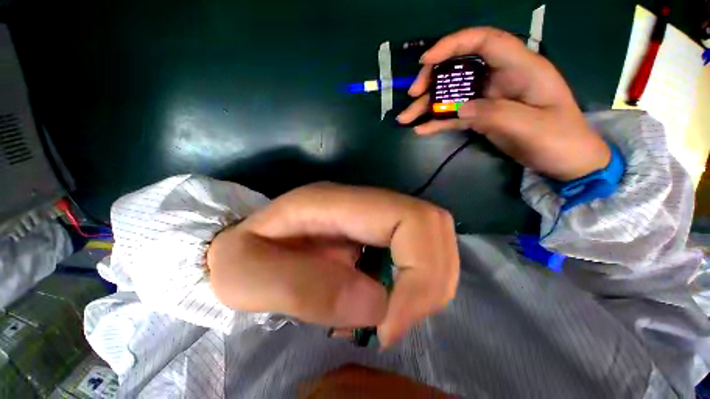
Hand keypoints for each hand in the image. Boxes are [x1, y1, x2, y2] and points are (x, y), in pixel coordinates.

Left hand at [206, 183, 458, 347]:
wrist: (245, 246)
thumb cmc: (237, 258)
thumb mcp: (246, 276)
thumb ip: (303, 290)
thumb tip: (378, 305)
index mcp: (333, 202)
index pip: (409, 218)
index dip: (420, 271)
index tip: (391, 324)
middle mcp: (362, 202)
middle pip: (432, 224)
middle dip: (431, 280)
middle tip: (395, 323)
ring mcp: (373, 214)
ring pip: (433, 237)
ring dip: (428, 283)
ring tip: (391, 315)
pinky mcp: (376, 230)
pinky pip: (419, 250)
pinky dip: (419, 283)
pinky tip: (390, 302)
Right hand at [397, 27, 610, 180]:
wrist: (566, 161)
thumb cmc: (560, 140)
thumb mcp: (531, 126)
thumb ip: (495, 113)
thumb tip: (461, 108)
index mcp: (521, 68)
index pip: (484, 41)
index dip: (454, 44)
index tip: (426, 60)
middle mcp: (501, 78)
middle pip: (461, 66)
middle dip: (433, 77)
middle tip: (413, 95)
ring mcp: (489, 98)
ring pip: (453, 93)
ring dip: (428, 104)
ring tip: (405, 118)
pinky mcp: (482, 116)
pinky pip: (455, 115)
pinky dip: (437, 121)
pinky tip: (421, 129)